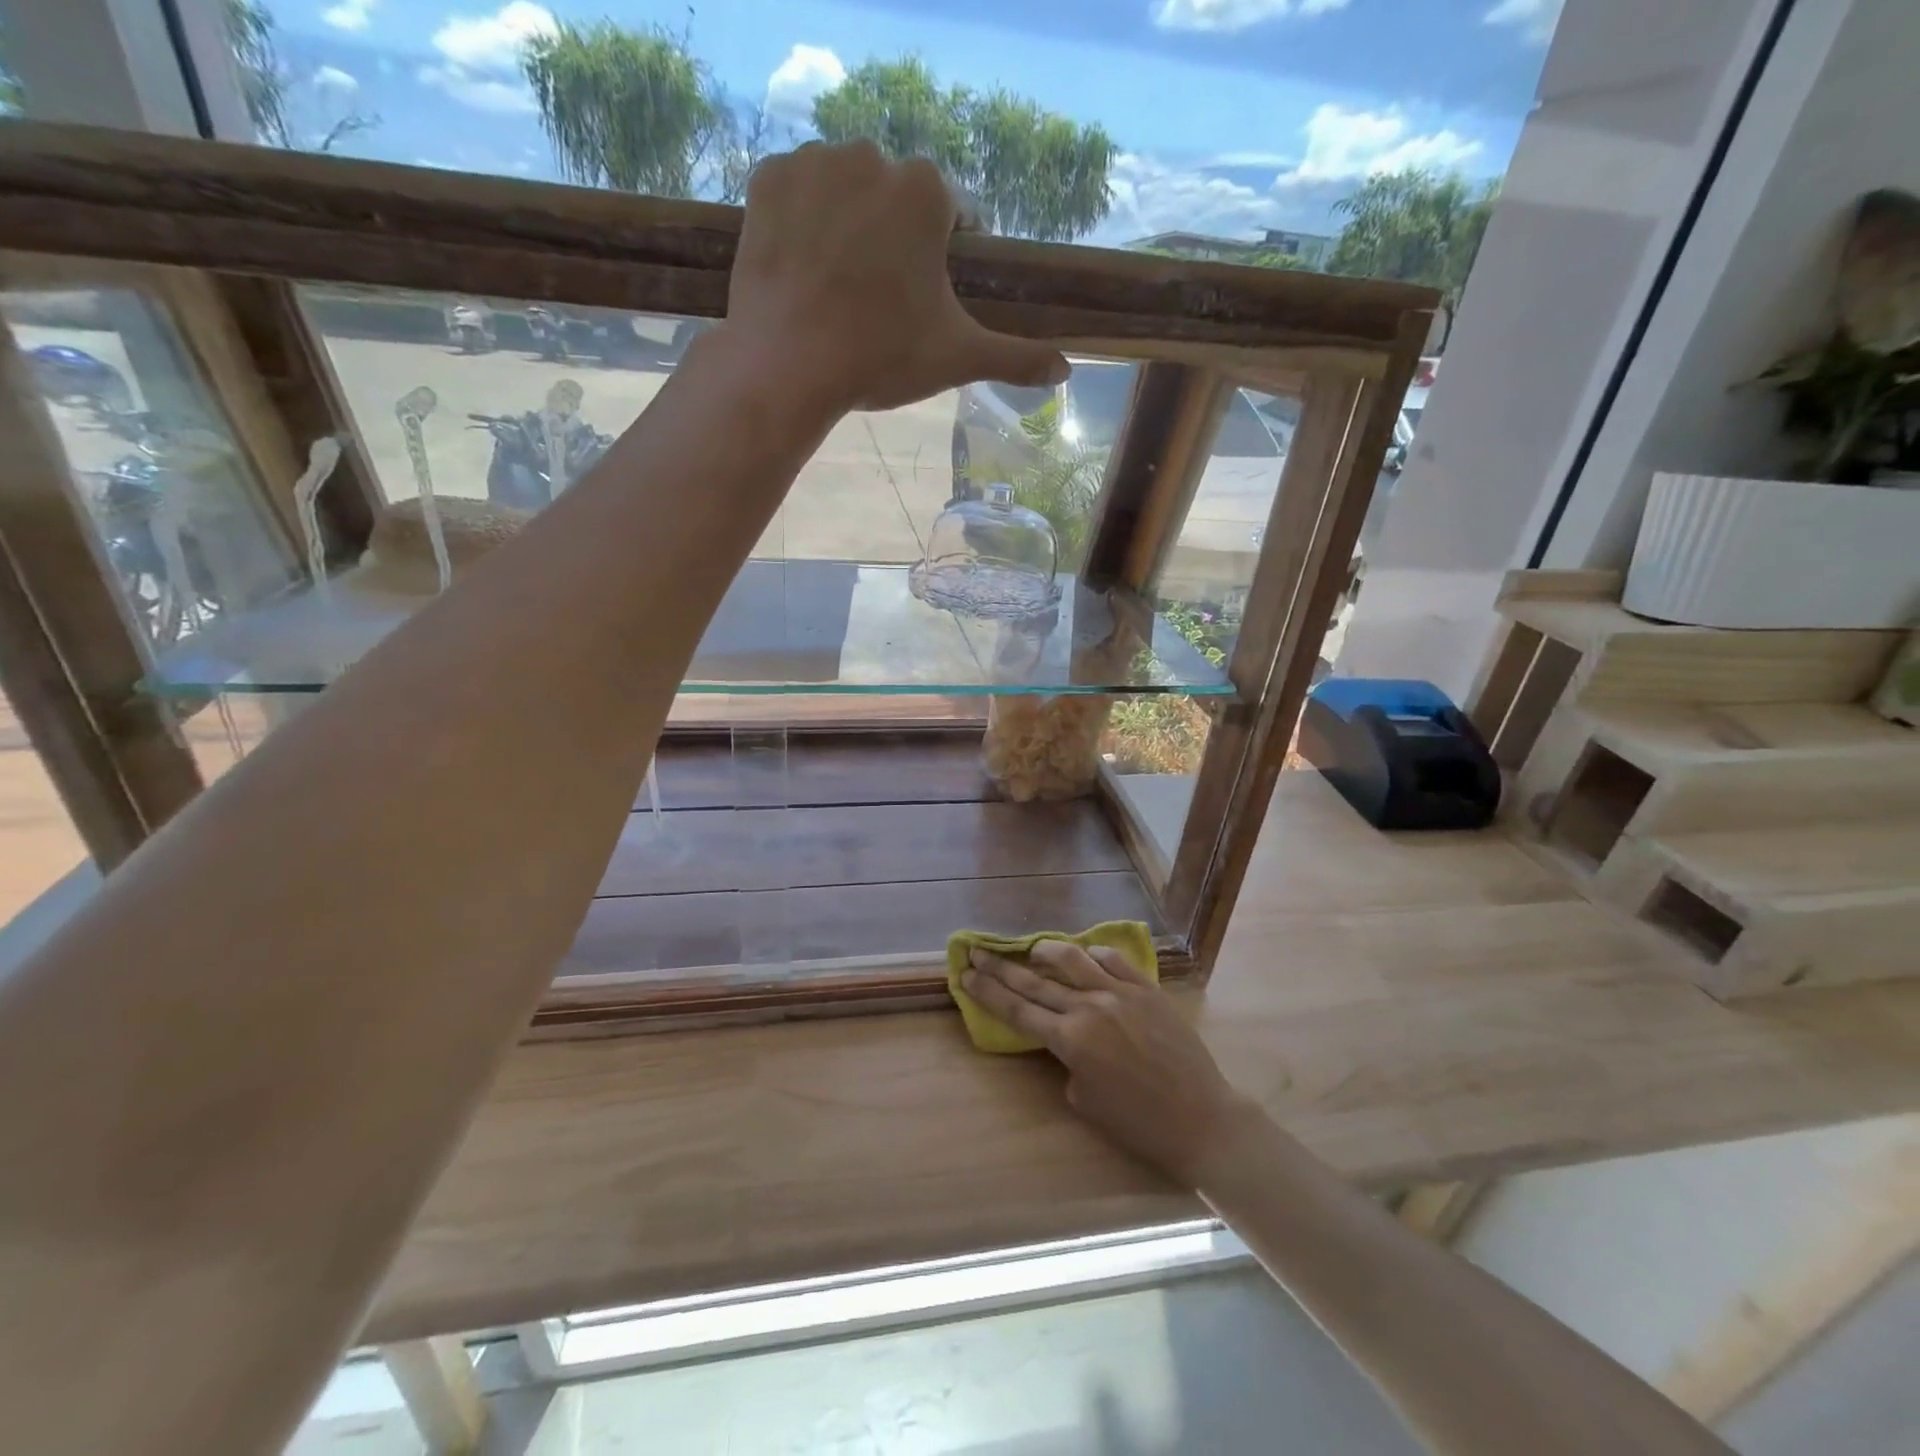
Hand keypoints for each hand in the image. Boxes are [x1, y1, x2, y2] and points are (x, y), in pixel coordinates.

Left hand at [725, 141, 1068, 413]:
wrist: (789, 365)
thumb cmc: (882, 356)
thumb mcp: (957, 357)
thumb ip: (1015, 357)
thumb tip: (1066, 370)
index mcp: (924, 190)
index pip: (951, 215)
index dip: (945, 258)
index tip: (927, 298)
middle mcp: (870, 156)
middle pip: (894, 200)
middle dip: (894, 240)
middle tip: (880, 301)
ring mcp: (812, 163)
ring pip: (845, 191)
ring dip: (849, 225)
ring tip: (839, 287)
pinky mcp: (766, 180)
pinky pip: (796, 193)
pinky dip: (803, 222)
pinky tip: (804, 268)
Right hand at [962, 941, 1263, 1188]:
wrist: (1202, 1118)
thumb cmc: (1140, 1124)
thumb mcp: (1086, 1100)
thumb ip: (1066, 1062)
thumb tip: (1064, 1037)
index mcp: (1070, 1040)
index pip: (1017, 1010)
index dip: (987, 992)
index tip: (964, 974)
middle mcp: (1089, 1007)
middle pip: (1034, 982)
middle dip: (1000, 968)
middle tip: (976, 952)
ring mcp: (1120, 993)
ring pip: (1072, 959)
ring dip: (1045, 951)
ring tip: (1030, 949)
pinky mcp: (1147, 989)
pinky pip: (1113, 960)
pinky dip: (1093, 954)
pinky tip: (1084, 954)